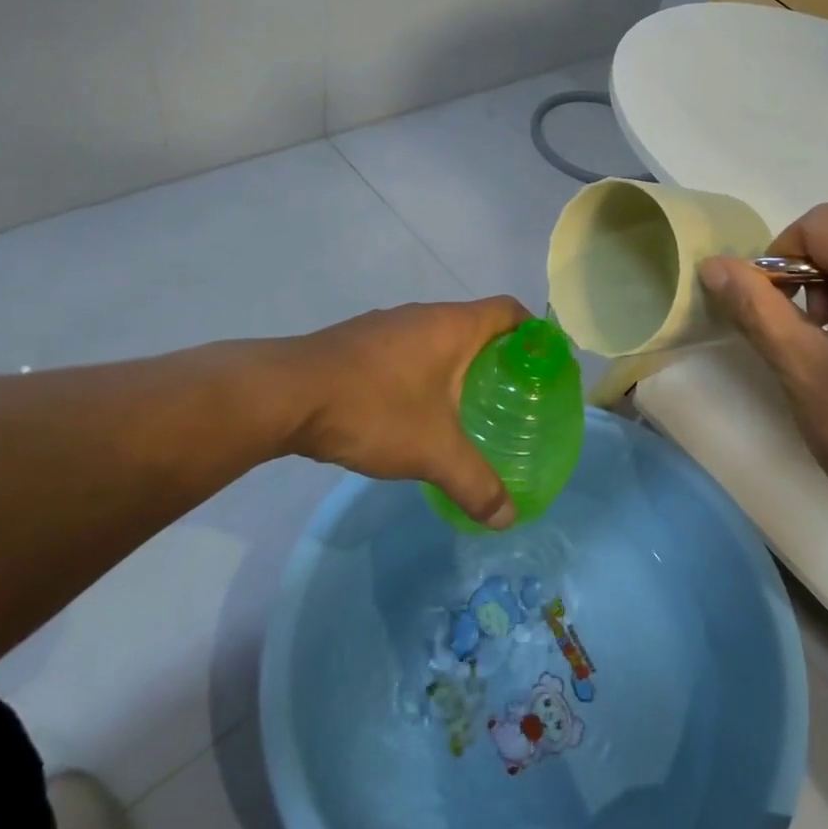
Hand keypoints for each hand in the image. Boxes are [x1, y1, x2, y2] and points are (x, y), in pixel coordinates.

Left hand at [280, 297, 528, 529]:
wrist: (284, 396)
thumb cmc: (374, 409)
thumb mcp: (432, 452)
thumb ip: (474, 483)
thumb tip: (508, 518)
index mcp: (453, 326)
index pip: (510, 310)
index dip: (533, 332)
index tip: (543, 365)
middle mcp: (424, 315)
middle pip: (476, 324)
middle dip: (497, 357)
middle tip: (510, 396)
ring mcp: (387, 325)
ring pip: (438, 338)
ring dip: (456, 364)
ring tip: (467, 405)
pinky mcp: (358, 342)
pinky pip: (407, 349)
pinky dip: (422, 371)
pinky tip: (414, 409)